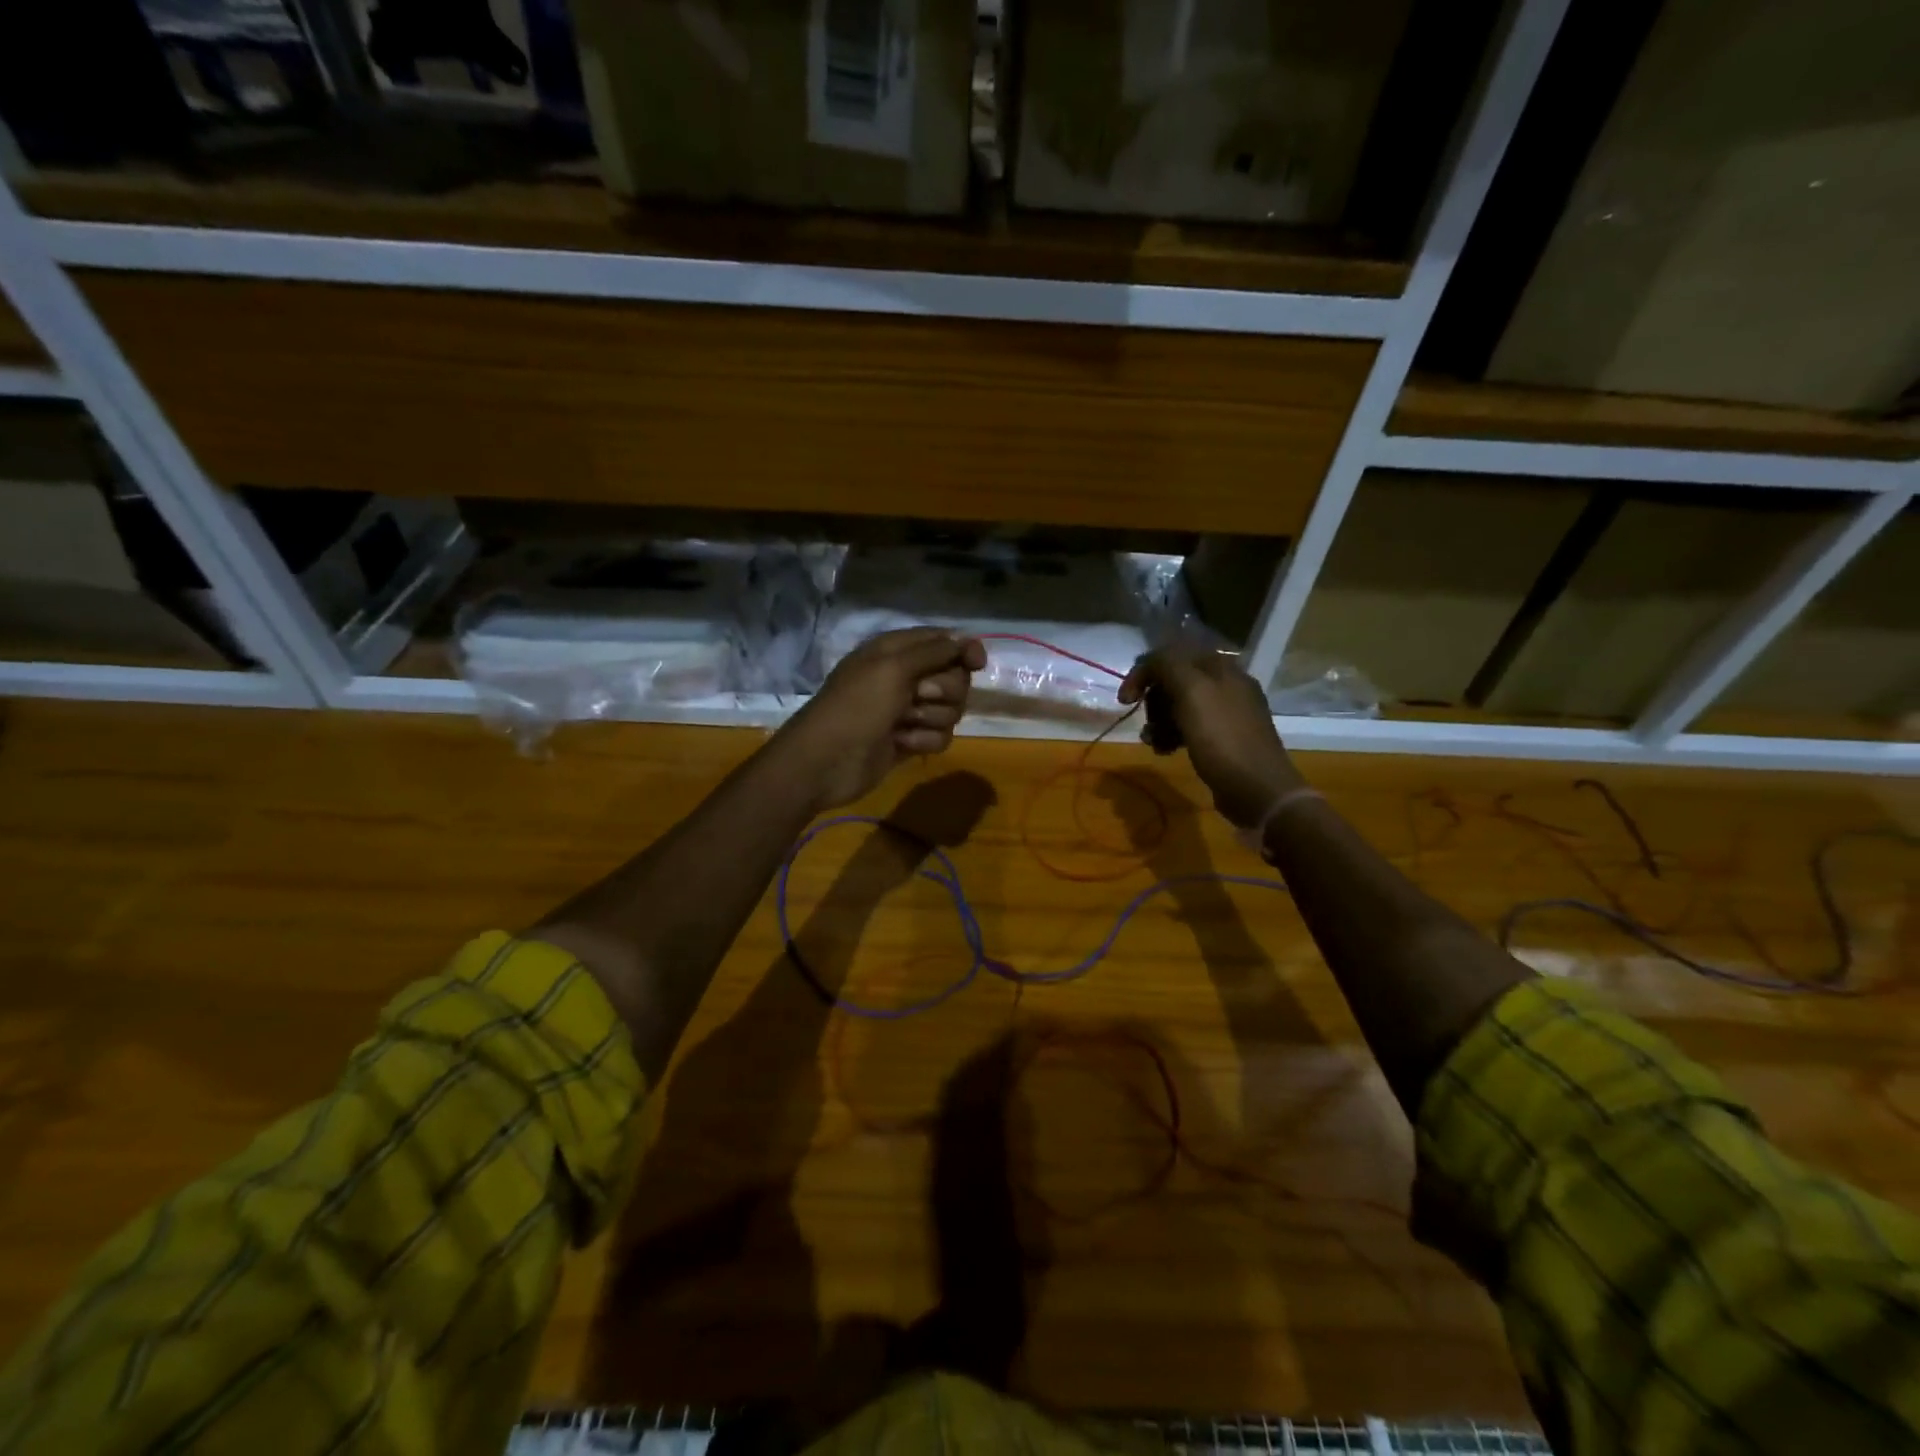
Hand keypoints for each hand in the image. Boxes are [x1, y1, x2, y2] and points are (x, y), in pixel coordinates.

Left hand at [776, 628, 986, 812]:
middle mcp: (905, 677)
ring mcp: (908, 711)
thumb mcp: (893, 667)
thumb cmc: (857, 706)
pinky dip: (923, 740)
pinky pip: (940, 736)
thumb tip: (966, 640)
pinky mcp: (910, 741)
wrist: (827, 760)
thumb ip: (934, 652)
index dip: (963, 650)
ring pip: (951, 710)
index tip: (977, 663)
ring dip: (931, 718)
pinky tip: (901, 744)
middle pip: (954, 678)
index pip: (942, 641)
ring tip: (903, 724)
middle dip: (945, 690)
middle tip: (918, 696)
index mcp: (896, 651)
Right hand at [1118, 646, 1302, 826]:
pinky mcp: (1224, 738)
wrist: (1257, 788)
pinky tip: (1166, 751)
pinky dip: (1173, 735)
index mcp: (1220, 667)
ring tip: (1154, 743)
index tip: (1125, 700)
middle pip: (1174, 681)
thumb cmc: (1221, 738)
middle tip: (1148, 724)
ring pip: (1180, 706)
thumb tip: (1149, 661)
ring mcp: (1227, 712)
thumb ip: (1168, 666)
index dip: (1143, 672)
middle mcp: (1226, 683)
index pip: (1171, 655)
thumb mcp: (1192, 692)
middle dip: (1153, 701)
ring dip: (1159, 722)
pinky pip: (1190, 727)